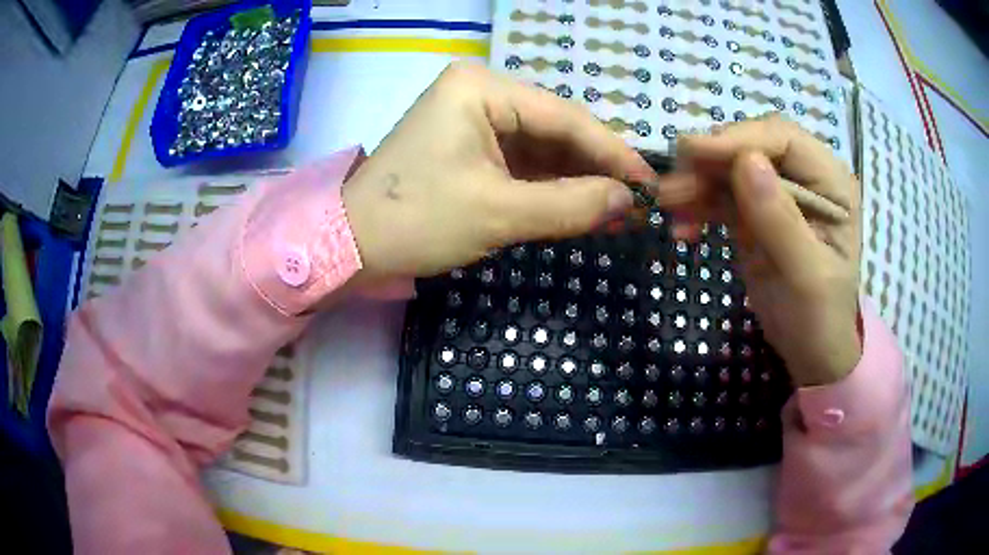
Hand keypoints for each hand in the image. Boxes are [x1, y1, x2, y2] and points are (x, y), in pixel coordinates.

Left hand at [341, 62, 657, 281]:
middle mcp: (479, 93)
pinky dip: (551, 186)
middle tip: (637, 202)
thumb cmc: (417, 220)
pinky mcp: (470, 147)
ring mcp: (473, 119)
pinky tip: (582, 205)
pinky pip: (522, 162)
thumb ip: (570, 204)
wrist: (351, 245)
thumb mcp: (498, 213)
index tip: (650, 183)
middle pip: (555, 129)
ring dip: (577, 180)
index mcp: (480, 88)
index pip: (563, 117)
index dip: (612, 152)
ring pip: (542, 148)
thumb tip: (627, 201)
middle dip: (595, 168)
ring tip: (618, 210)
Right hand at [665, 115, 861, 385]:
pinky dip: (699, 205)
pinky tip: (682, 227)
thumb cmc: (819, 318)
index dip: (740, 139)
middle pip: (752, 147)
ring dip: (698, 182)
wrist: (809, 351)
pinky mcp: (755, 211)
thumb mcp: (805, 275)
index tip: (695, 153)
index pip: (784, 139)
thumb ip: (780, 220)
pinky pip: (722, 195)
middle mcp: (806, 177)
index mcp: (831, 183)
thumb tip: (747, 161)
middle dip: (712, 161)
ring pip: (731, 168)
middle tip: (673, 186)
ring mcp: (778, 192)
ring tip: (668, 204)